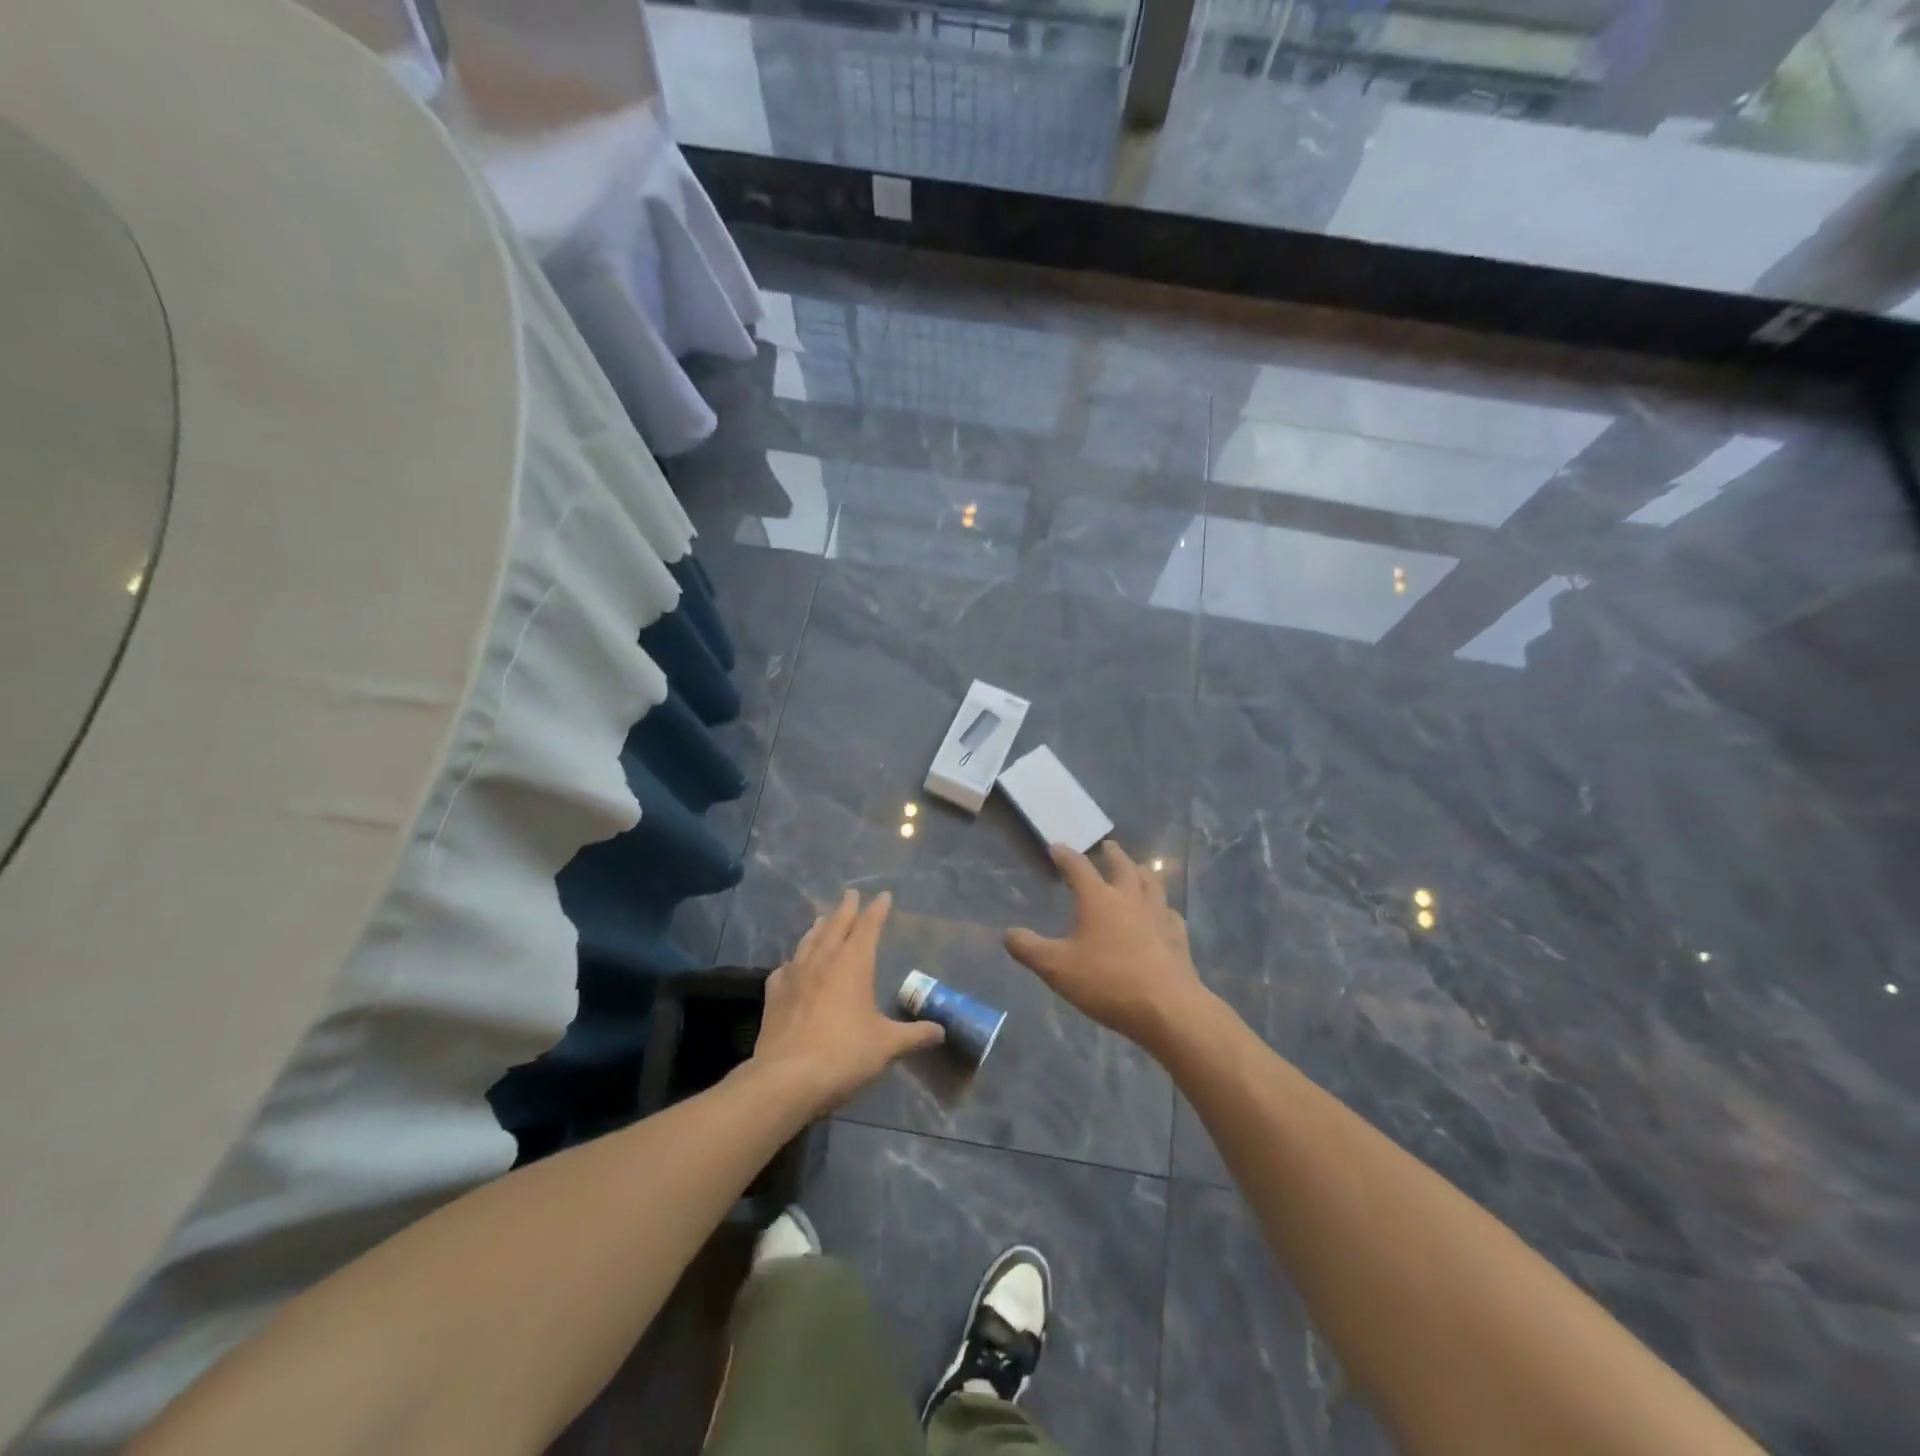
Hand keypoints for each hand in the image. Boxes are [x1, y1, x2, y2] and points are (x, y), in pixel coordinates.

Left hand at [753, 889, 944, 1113]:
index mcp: (853, 964)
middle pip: (836, 925)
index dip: (877, 910)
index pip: (868, 927)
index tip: (884, 895)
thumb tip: (941, 1031)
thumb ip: (914, 1035)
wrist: (787, 1078)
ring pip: (809, 941)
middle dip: (846, 909)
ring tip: (822, 919)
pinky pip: (786, 968)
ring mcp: (795, 975)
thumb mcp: (887, 1046)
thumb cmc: (844, 1055)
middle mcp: (823, 960)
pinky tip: (791, 965)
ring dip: (819, 928)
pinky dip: (793, 960)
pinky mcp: (774, 994)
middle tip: (851, 894)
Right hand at [1005, 842, 1204, 1052]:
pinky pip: (1169, 913)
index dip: (1066, 855)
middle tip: (1107, 847)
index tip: (1057, 848)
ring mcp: (1159, 915)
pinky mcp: (1177, 936)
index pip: (1079, 866)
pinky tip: (1162, 914)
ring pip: (1152, 883)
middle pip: (1122, 866)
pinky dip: (1162, 908)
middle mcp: (1130, 898)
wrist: (1167, 1008)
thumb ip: (1029, 949)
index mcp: (1099, 899)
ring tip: (1137, 870)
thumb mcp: (1056, 968)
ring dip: (1141, 872)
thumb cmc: (1107, 982)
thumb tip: (1008, 933)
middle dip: (1112, 854)